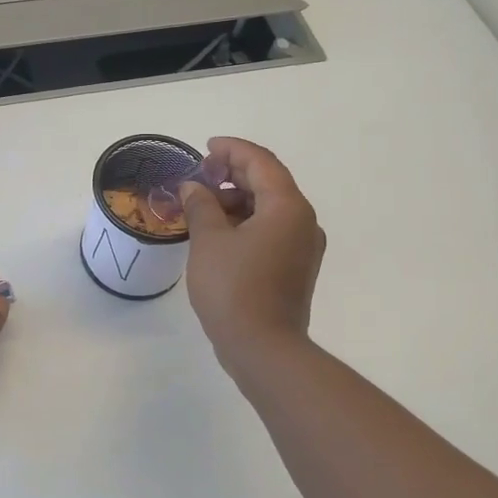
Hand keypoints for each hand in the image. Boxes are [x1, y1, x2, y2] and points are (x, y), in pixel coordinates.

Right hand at [180, 137, 324, 373]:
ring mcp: (302, 247)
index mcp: (287, 207)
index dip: (232, 149)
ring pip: (269, 208)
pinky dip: (245, 223)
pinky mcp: (295, 268)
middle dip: (232, 174)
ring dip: (237, 200)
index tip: (205, 148)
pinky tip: (217, 233)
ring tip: (201, 208)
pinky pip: (270, 230)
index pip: (261, 162)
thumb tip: (194, 188)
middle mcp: (303, 221)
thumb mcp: (209, 240)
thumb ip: (201, 205)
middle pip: (268, 182)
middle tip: (199, 178)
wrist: (264, 349)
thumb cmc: (234, 288)